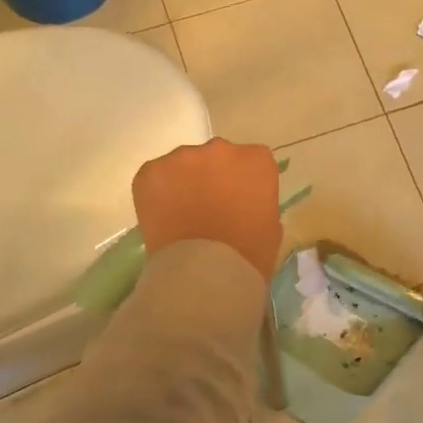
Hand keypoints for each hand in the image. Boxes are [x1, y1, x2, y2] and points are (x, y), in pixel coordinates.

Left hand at [132, 138, 282, 277]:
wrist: (205, 272)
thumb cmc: (248, 255)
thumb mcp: (270, 225)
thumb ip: (258, 201)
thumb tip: (242, 203)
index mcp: (257, 160)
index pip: (252, 160)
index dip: (243, 181)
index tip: (239, 201)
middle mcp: (222, 149)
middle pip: (217, 156)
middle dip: (214, 176)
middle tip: (209, 207)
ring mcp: (184, 157)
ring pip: (184, 164)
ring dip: (185, 182)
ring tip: (181, 214)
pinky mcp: (152, 170)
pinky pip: (156, 176)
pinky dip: (157, 192)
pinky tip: (162, 216)